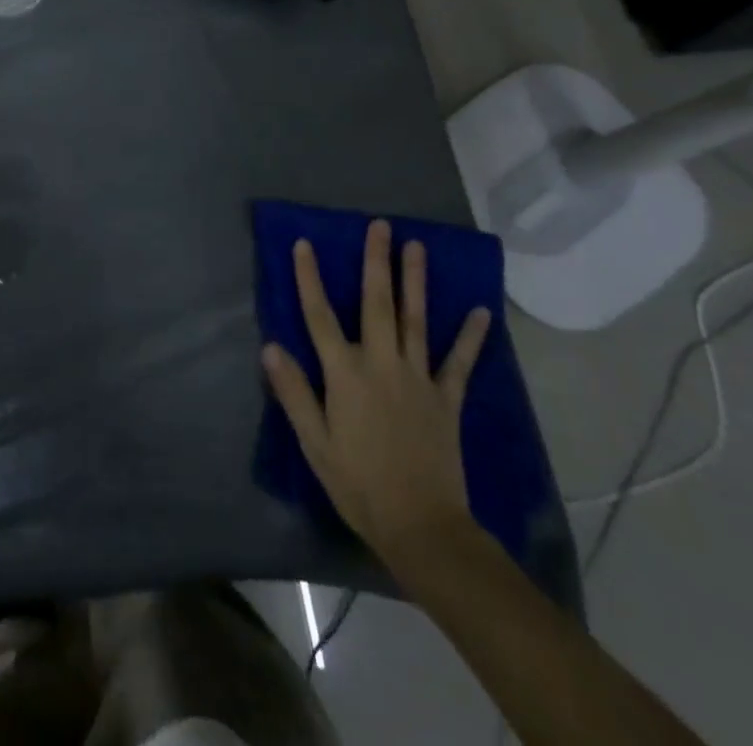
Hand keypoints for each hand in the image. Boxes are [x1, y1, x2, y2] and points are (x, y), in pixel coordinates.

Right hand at [260, 221, 491, 568]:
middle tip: (380, 226)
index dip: (309, 278)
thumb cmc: (358, 483)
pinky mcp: (447, 399)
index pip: (320, 316)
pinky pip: (459, 362)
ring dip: (415, 281)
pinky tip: (481, 312)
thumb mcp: (314, 442)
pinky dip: (470, 337)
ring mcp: (418, 379)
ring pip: (416, 320)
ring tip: (417, 247)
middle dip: (376, 262)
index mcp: (344, 374)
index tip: (304, 244)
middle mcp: (381, 364)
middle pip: (376, 304)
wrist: (422, 527)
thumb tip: (271, 346)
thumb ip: (293, 392)